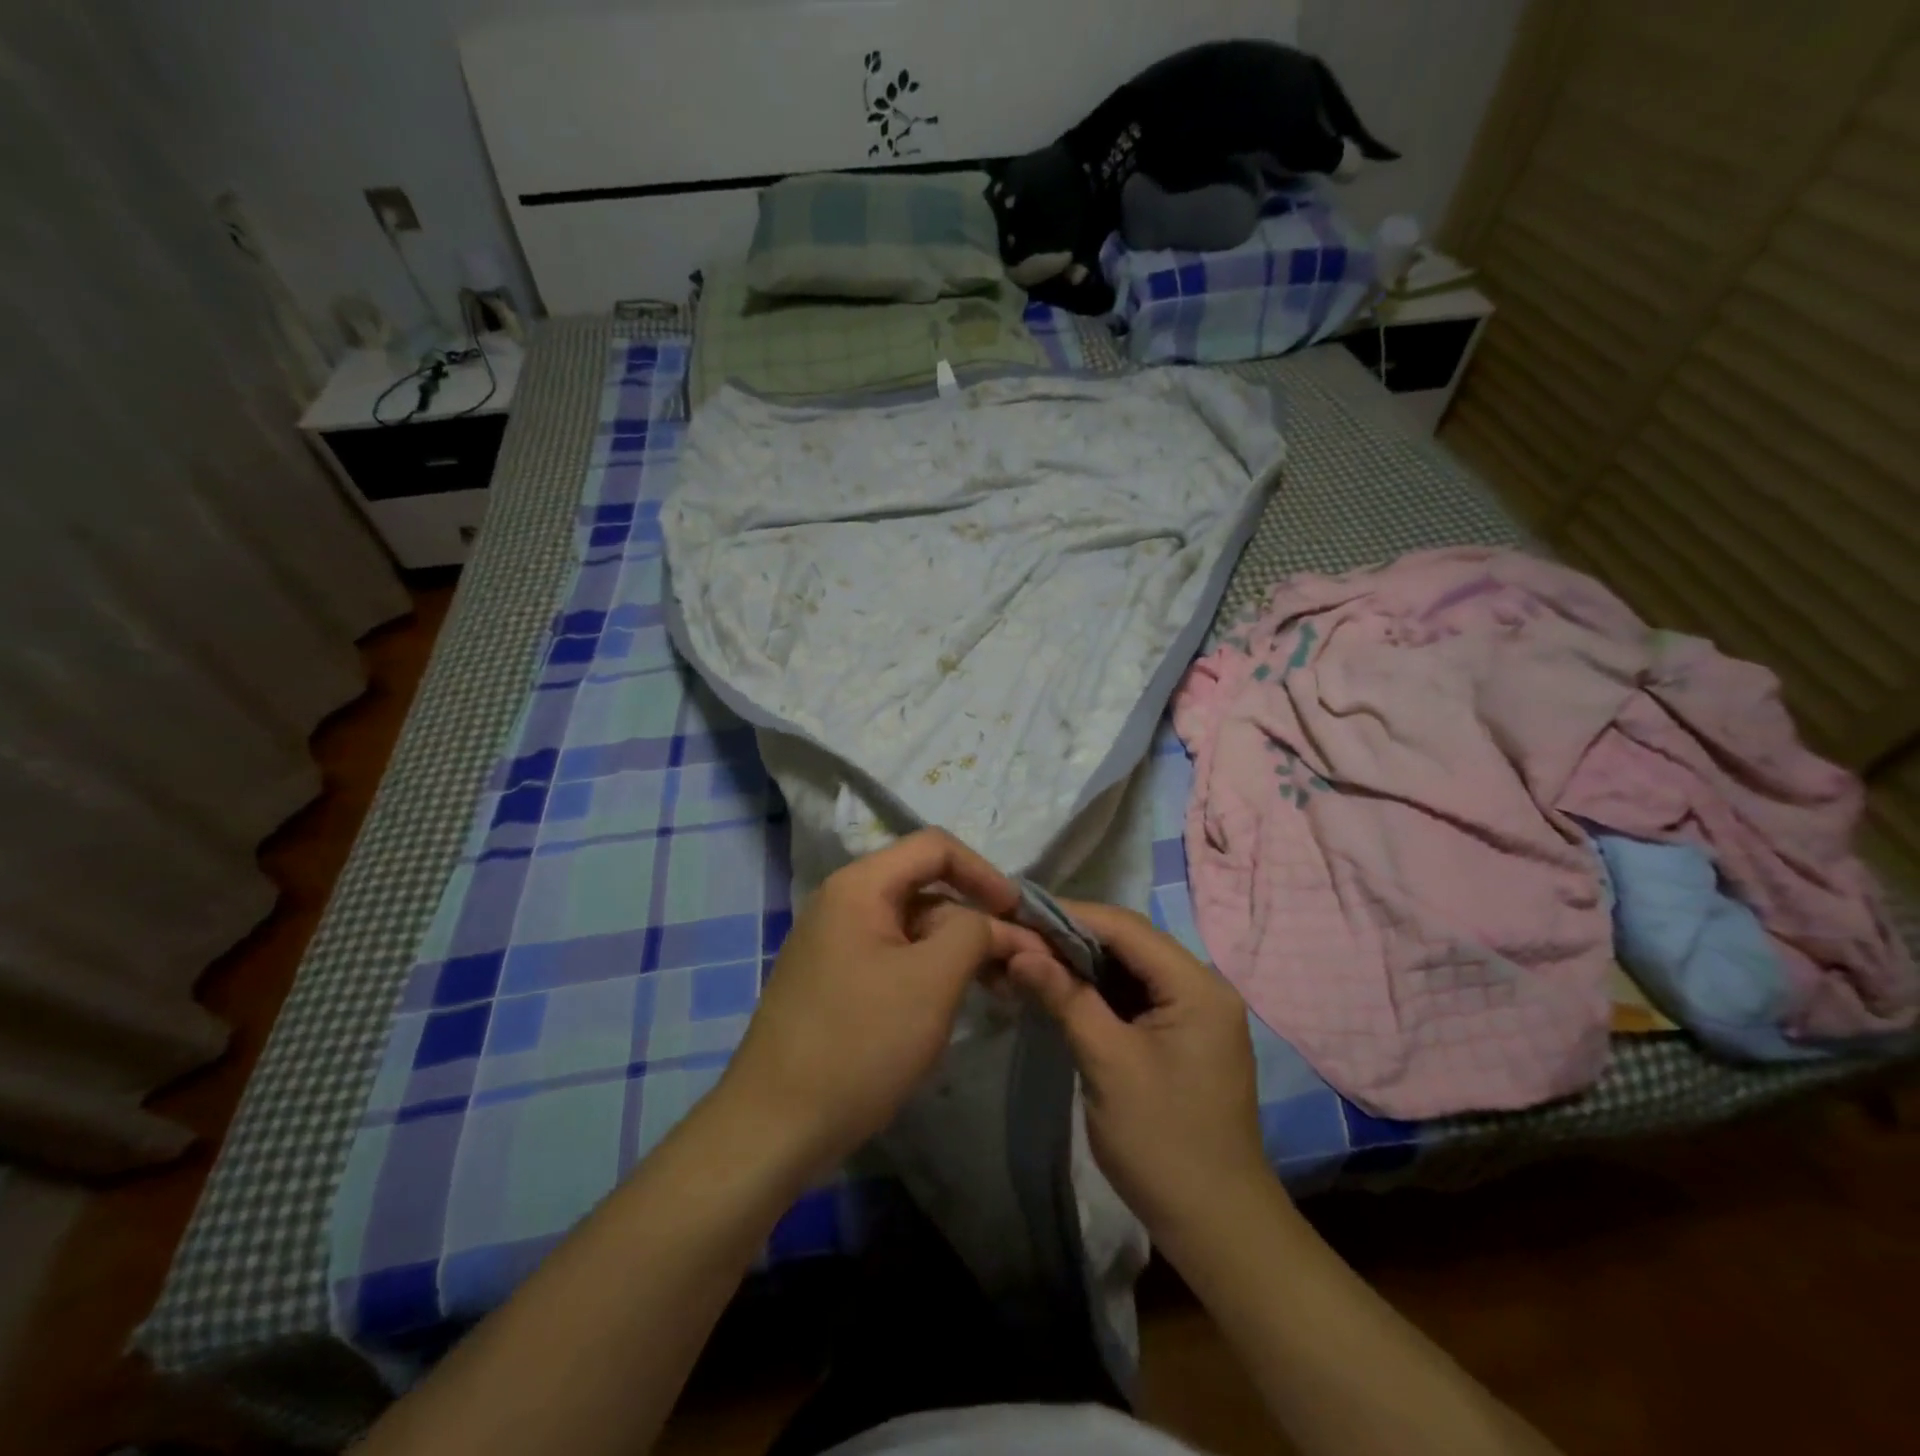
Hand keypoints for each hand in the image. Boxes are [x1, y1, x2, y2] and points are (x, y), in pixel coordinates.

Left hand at [716, 829, 1050, 1180]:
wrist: (774, 1126)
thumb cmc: (859, 1042)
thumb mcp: (931, 980)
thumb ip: (974, 933)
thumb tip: (996, 923)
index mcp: (860, 886)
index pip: (935, 847)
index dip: (985, 872)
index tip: (1021, 914)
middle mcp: (845, 902)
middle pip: (927, 887)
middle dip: (977, 920)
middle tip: (1021, 964)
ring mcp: (838, 943)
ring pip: (915, 927)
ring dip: (960, 950)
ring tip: (1002, 989)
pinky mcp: (838, 980)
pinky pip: (896, 957)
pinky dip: (933, 972)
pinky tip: (958, 1003)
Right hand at [1008, 901, 1273, 1242]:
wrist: (1217, 1226)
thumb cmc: (1163, 1143)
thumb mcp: (1107, 1063)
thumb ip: (1066, 997)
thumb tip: (1020, 950)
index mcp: (1197, 986)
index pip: (1126, 928)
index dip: (1071, 914)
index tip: (1020, 912)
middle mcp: (1203, 986)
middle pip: (1130, 943)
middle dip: (1073, 937)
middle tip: (1019, 938)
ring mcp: (1196, 1012)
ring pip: (1131, 968)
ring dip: (1083, 963)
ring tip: (1032, 959)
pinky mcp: (1183, 1035)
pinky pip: (1136, 996)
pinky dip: (1099, 990)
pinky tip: (1063, 991)